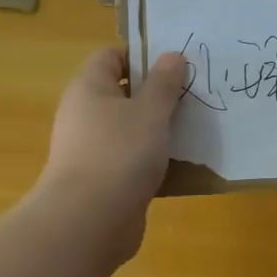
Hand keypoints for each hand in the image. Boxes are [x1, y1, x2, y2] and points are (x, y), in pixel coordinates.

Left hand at [33, 46, 187, 262]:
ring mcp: (90, 149)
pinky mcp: (101, 180)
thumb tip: (172, 55)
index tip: (175, 68)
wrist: (90, 221)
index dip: (141, 57)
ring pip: (128, 128)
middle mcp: (84, 114)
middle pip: (121, 93)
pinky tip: (178, 165)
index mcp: (89, 88)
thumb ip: (164, 83)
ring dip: (157, 130)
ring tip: (192, 130)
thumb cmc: (120, 153)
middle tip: (191, 98)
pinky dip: (151, 159)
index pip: (111, 57)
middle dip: (156, 95)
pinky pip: (130, 159)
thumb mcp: (151, 112)